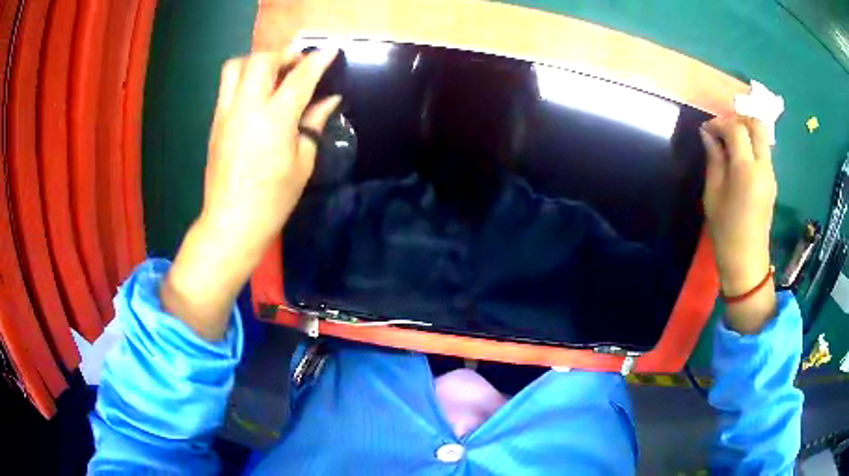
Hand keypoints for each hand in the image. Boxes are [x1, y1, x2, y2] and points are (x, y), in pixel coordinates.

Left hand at [161, 49, 340, 340]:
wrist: (231, 222)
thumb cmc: (273, 199)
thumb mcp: (303, 163)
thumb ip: (313, 124)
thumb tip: (329, 100)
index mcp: (275, 119)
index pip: (300, 77)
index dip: (318, 60)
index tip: (330, 50)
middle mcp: (247, 107)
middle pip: (261, 60)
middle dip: (283, 54)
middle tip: (297, 65)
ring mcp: (226, 113)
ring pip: (236, 66)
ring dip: (256, 62)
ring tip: (271, 75)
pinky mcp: (215, 122)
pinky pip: (226, 87)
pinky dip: (243, 79)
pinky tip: (255, 95)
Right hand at [700, 116, 777, 333]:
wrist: (746, 261)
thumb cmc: (725, 230)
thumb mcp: (712, 194)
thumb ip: (713, 159)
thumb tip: (707, 134)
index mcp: (746, 170)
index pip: (737, 129)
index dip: (719, 123)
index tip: (706, 131)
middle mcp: (763, 167)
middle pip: (757, 125)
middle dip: (738, 119)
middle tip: (723, 129)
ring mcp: (771, 174)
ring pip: (762, 137)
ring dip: (746, 132)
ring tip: (729, 143)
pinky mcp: (772, 181)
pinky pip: (763, 152)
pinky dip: (751, 145)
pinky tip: (739, 157)